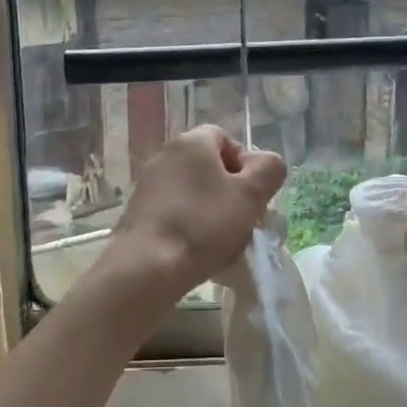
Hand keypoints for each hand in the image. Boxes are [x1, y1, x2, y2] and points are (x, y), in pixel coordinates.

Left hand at [106, 125, 286, 303]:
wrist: (148, 266)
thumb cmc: (204, 224)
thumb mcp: (251, 195)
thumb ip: (269, 170)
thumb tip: (265, 164)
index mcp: (192, 142)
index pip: (226, 139)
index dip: (245, 165)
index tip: (252, 195)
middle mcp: (165, 154)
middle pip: (208, 166)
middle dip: (228, 190)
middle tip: (241, 219)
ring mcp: (148, 183)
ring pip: (191, 190)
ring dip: (209, 209)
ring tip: (220, 240)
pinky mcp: (137, 211)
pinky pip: (173, 210)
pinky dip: (188, 224)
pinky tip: (196, 249)